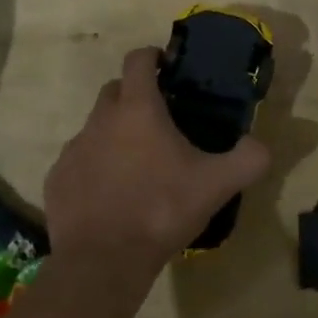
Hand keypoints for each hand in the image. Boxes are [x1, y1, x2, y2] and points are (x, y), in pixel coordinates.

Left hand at [45, 48, 270, 291]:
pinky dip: (93, 167)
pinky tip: (109, 195)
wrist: (103, 261)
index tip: (166, 67)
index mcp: (137, 109)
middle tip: (158, 121)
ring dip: (113, 134)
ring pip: (95, 126)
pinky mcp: (57, 179)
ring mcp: (74, 149)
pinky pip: (77, 161)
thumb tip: (261, 146)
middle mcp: (100, 119)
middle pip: (114, 90)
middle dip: (134, 95)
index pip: (138, 59)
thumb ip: (247, 159)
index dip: (152, 56)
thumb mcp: (216, 185)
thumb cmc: (161, 210)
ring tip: (135, 164)